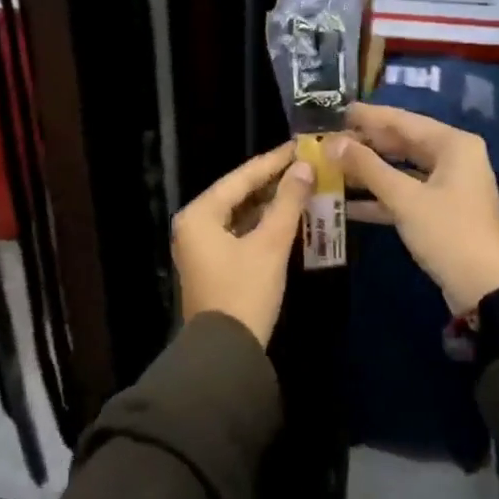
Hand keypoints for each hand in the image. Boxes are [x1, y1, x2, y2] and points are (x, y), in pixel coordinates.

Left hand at [172, 144, 314, 347]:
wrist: (226, 353)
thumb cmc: (245, 291)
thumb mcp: (271, 244)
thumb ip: (288, 202)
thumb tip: (304, 167)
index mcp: (199, 214)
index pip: (241, 177)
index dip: (273, 161)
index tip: (299, 146)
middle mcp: (194, 225)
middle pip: (238, 193)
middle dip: (272, 181)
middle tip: (305, 164)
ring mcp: (201, 246)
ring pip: (240, 214)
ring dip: (269, 203)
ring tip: (302, 186)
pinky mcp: (212, 264)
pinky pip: (239, 232)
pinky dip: (262, 224)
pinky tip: (287, 217)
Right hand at [336, 103, 498, 318]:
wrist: (486, 290)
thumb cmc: (448, 233)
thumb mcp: (405, 198)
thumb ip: (367, 167)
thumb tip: (333, 143)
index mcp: (453, 145)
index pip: (404, 120)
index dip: (369, 116)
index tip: (338, 111)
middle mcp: (454, 158)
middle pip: (403, 143)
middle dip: (367, 144)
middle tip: (330, 140)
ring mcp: (449, 186)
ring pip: (402, 170)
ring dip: (369, 172)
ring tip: (333, 167)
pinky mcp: (441, 212)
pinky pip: (406, 195)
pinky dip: (380, 198)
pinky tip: (346, 203)